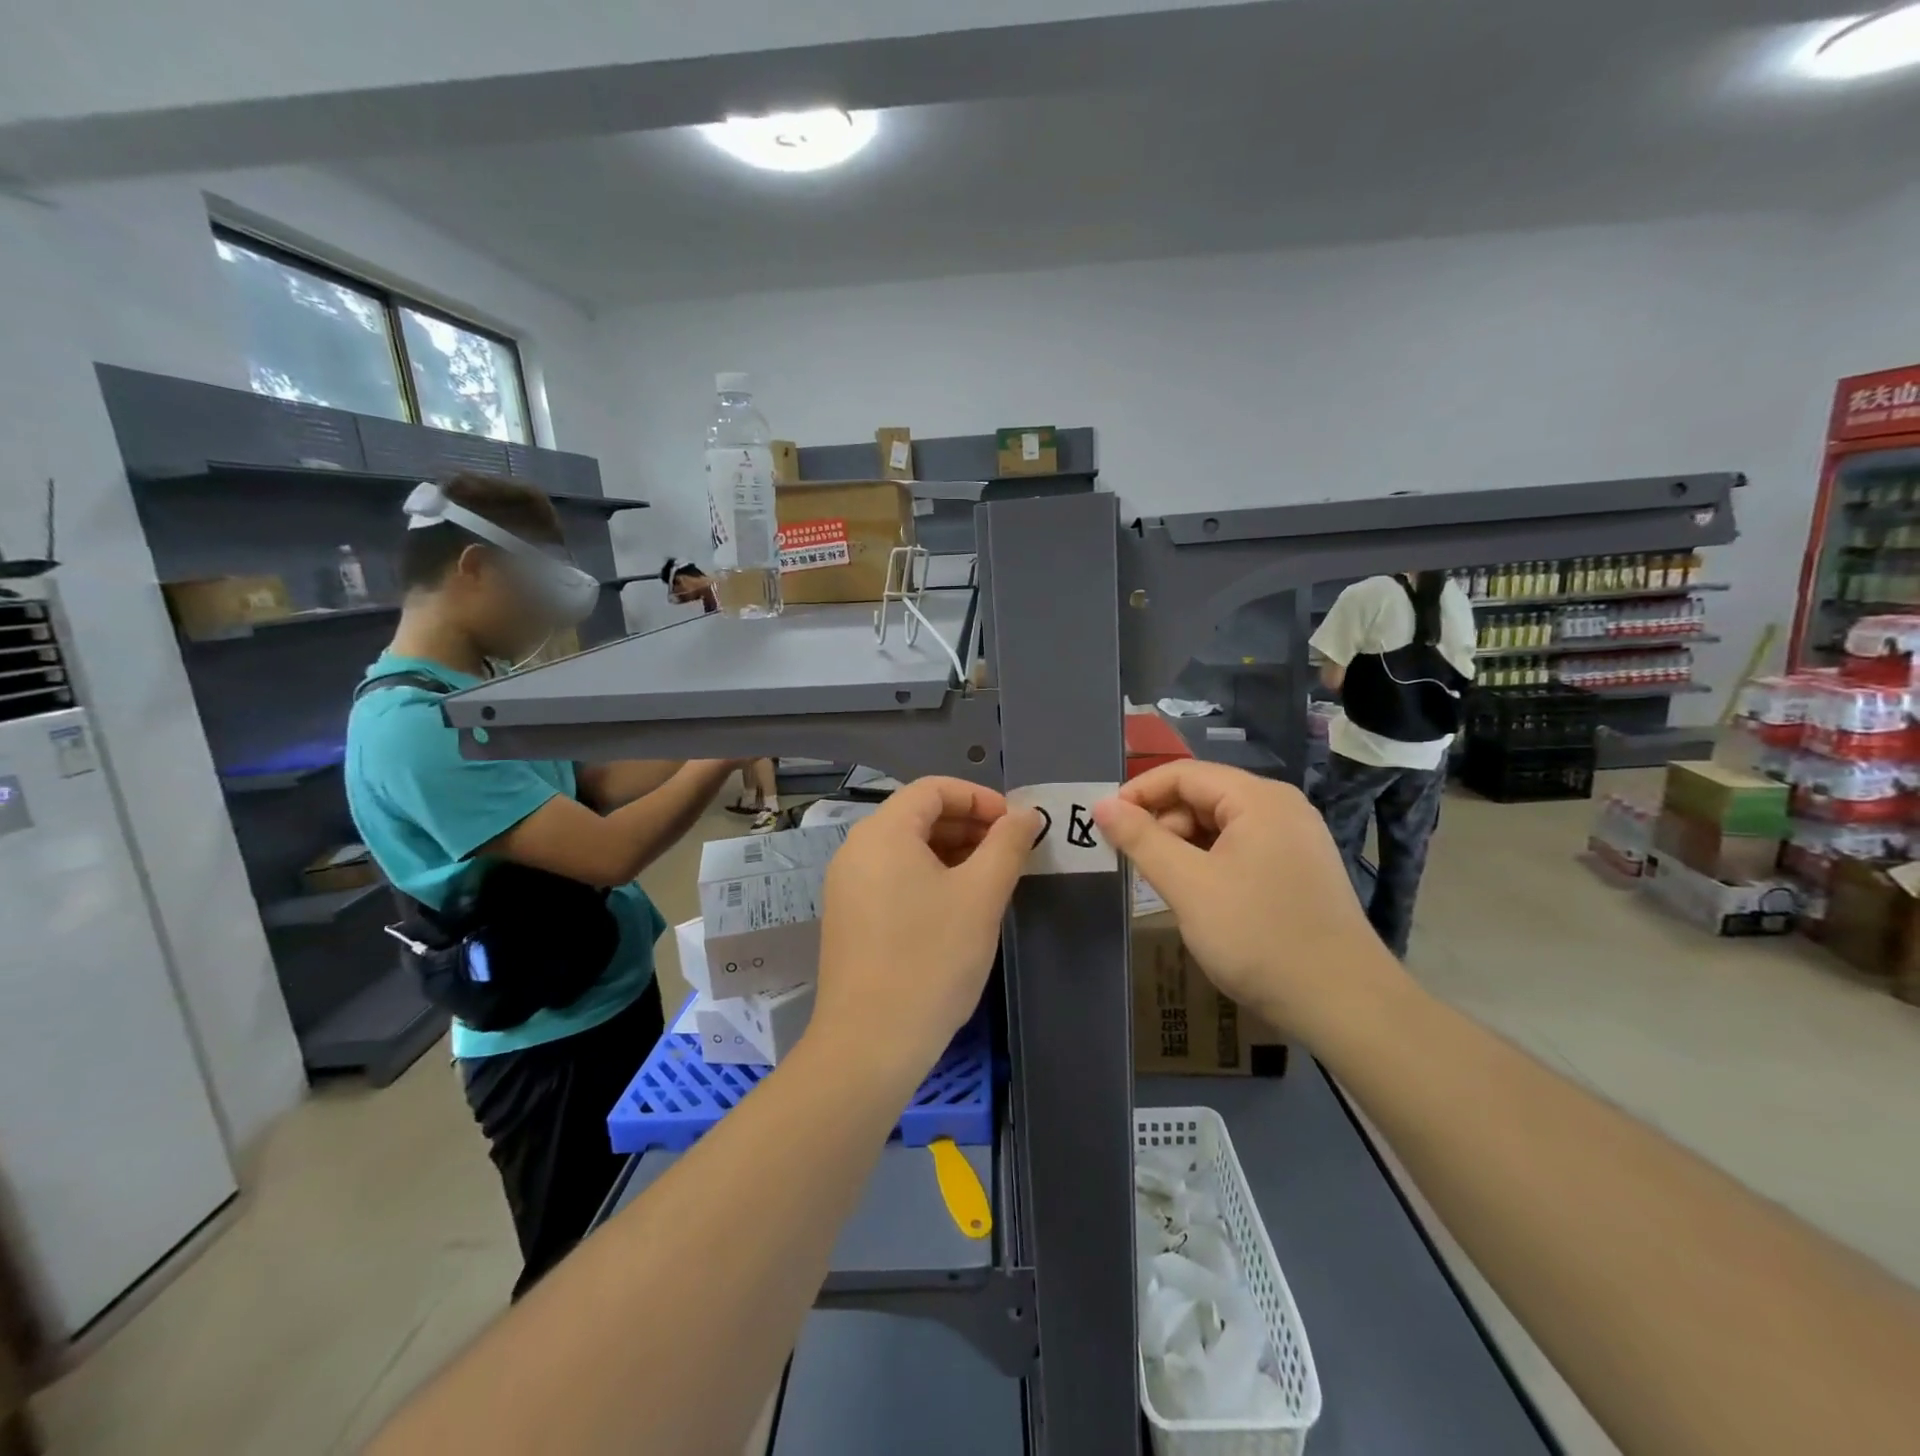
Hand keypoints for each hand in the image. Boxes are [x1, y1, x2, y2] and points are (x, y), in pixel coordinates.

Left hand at [812, 778, 1040, 1085]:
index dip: (980, 798)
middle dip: (968, 826)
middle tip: (1010, 853)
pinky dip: (929, 878)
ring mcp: (847, 886)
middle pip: (918, 816)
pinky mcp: (848, 918)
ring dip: (952, 853)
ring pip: (907, 849)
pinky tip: (958, 907)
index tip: (1016, 825)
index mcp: (883, 832)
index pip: (933, 789)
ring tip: (991, 879)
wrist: (870, 1044)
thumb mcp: (981, 896)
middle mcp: (856, 850)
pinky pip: (893, 878)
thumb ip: (1007, 845)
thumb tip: (1025, 815)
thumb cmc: (931, 960)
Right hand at [1093, 762, 1400, 1044]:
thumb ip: (1141, 839)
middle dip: (1163, 823)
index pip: (1184, 774)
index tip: (1105, 822)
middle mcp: (1282, 808)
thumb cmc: (1258, 936)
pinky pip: (1242, 849)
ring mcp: (1296, 839)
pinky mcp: (1300, 870)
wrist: (1343, 1003)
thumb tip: (1102, 805)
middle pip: (1204, 796)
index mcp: (1259, 799)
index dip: (1139, 792)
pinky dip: (1211, 862)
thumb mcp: (1188, 885)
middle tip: (1135, 863)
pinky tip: (1200, 896)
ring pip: (1222, 825)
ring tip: (1165, 884)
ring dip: (1185, 846)